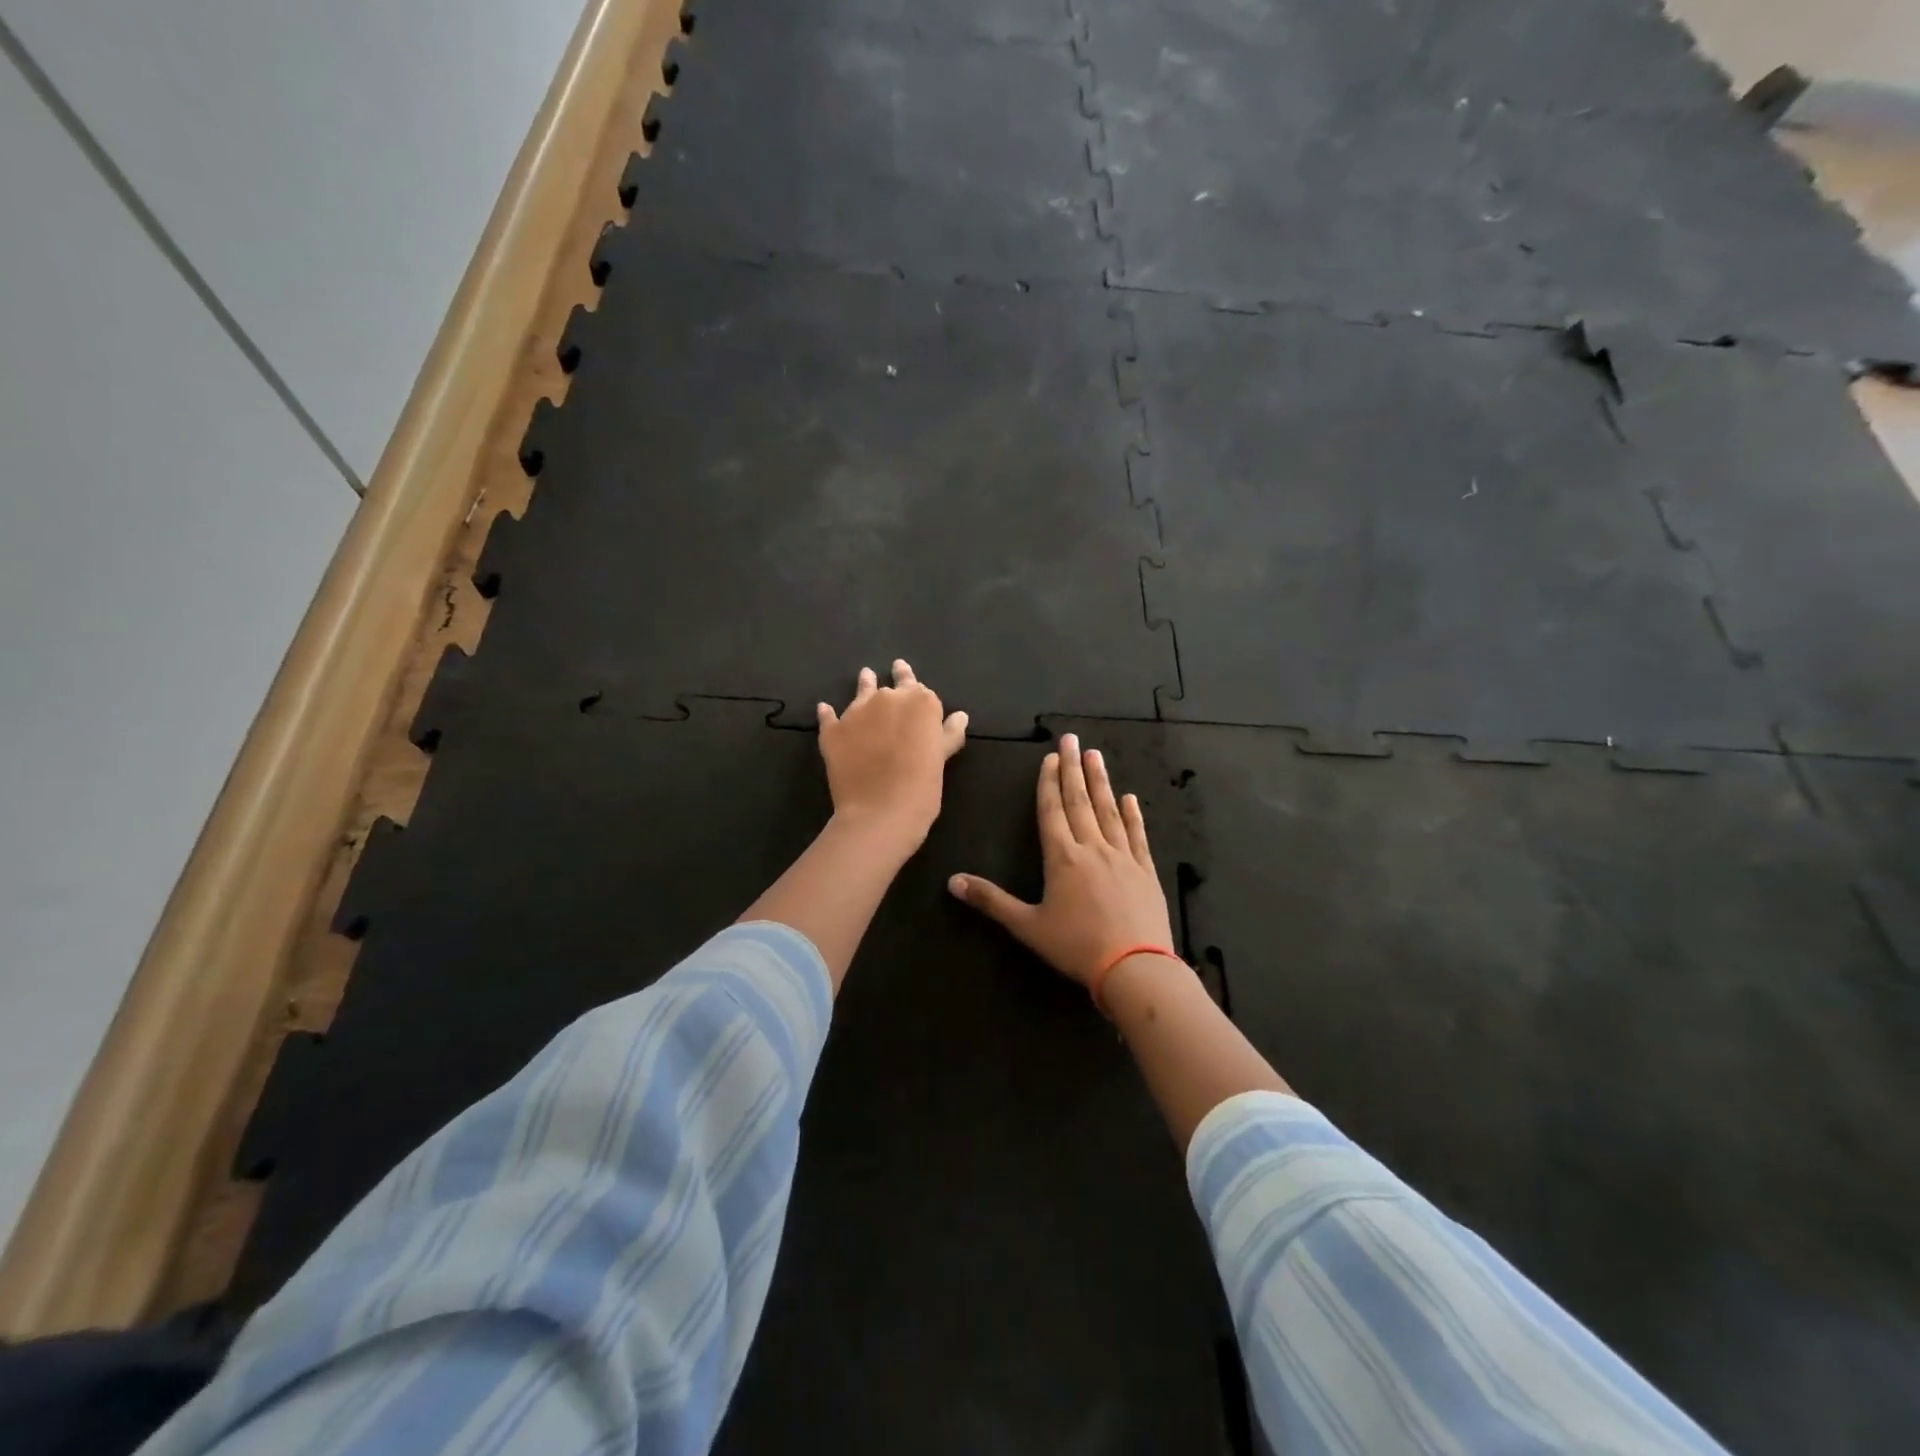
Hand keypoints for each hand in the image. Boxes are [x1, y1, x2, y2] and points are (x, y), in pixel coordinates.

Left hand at [816, 660, 967, 847]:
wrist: (880, 812)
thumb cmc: (922, 787)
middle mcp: (888, 699)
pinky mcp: (833, 730)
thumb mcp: (941, 759)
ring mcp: (856, 712)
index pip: (918, 686)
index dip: (914, 684)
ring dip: (865, 684)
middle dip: (893, 681)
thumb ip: (949, 733)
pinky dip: (828, 712)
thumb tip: (960, 715)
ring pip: (862, 691)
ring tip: (866, 676)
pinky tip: (825, 709)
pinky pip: (829, 716)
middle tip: (893, 669)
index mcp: (920, 703)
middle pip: (891, 685)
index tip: (908, 677)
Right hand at [949, 732, 1173, 987]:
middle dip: (1073, 769)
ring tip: (1096, 756)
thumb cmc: (1076, 947)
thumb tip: (952, 882)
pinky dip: (1133, 815)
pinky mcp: (1146, 872)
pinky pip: (1137, 835)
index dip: (1048, 782)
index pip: (1052, 811)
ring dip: (1101, 782)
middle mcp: (1092, 848)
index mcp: (1062, 858)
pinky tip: (1130, 798)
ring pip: (1108, 811)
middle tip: (1072, 739)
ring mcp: (1123, 857)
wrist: (1135, 968)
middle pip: (1080, 801)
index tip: (1050, 756)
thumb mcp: (1027, 926)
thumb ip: (991, 901)